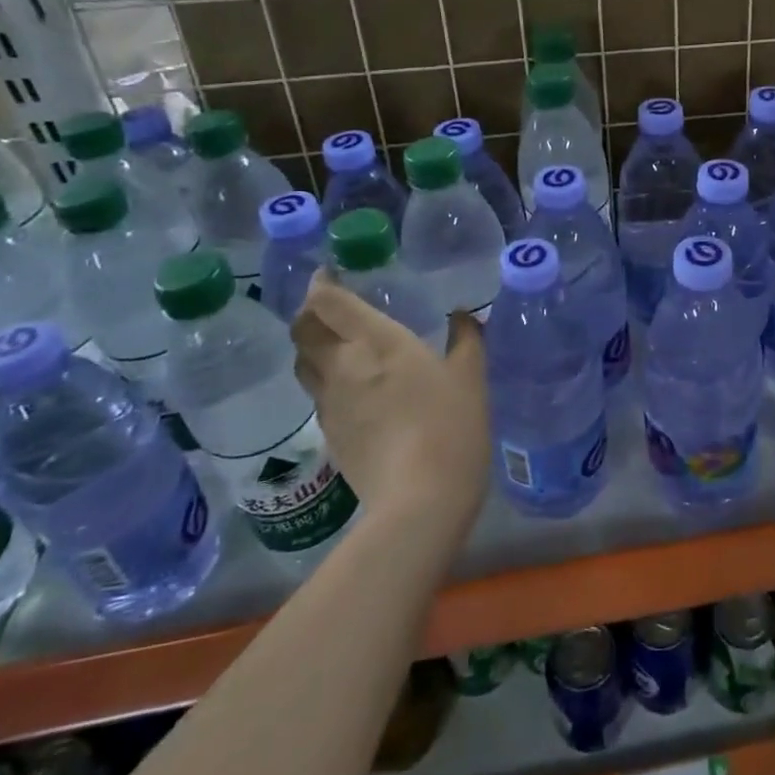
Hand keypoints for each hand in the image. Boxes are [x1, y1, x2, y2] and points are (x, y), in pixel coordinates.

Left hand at [290, 272, 489, 525]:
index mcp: (377, 342)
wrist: (419, 500)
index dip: (321, 283)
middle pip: (303, 330)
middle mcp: (343, 366)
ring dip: (312, 346)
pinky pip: (317, 393)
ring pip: (303, 362)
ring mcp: (330, 403)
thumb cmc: (451, 426)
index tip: (329, 274)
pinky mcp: (329, 434)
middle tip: (330, 306)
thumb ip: (466, 338)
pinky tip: (351, 388)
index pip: (329, 302)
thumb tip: (462, 314)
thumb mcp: (471, 377)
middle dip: (309, 312)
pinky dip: (325, 379)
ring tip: (335, 343)